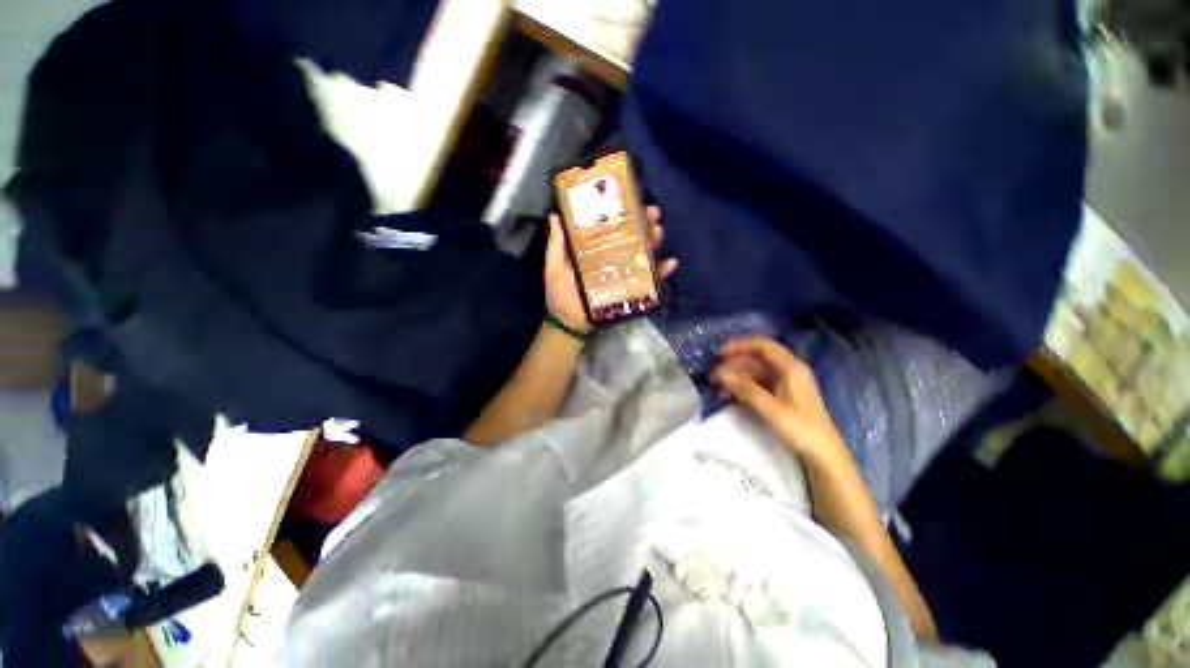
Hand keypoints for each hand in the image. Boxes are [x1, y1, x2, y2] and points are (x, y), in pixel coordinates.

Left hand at [545, 205, 677, 332]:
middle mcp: (611, 259)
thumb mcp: (555, 266)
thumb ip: (556, 244)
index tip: (633, 200)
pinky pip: (650, 280)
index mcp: (594, 251)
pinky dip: (661, 272)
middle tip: (653, 215)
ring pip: (642, 255)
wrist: (569, 324)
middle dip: (644, 224)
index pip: (611, 228)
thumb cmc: (561, 295)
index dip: (623, 213)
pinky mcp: (630, 291)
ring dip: (654, 243)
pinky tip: (671, 263)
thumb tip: (554, 214)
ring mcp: (622, 275)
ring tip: (659, 234)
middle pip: (631, 238)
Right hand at [711, 337, 847, 462]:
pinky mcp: (781, 395)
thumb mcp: (771, 409)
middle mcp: (788, 370)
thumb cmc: (801, 429)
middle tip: (713, 376)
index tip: (719, 354)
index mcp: (791, 368)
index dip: (740, 345)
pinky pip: (757, 384)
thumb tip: (721, 374)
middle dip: (733, 364)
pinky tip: (730, 395)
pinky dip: (742, 387)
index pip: (763, 345)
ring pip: (754, 372)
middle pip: (756, 359)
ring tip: (718, 388)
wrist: (823, 455)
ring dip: (736, 377)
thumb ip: (745, 389)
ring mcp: (785, 383)